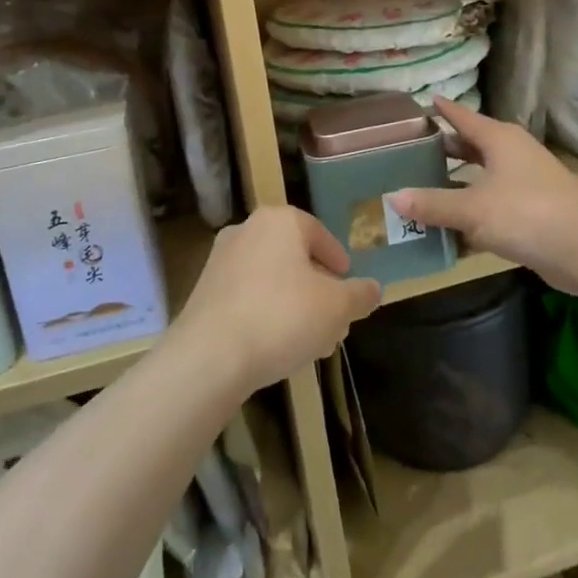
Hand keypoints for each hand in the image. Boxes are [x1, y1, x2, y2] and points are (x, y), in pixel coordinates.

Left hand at [176, 204, 381, 394]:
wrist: (209, 356)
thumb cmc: (282, 317)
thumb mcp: (337, 308)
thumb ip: (360, 295)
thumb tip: (374, 289)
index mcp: (280, 221)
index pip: (319, 233)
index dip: (338, 260)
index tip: (348, 284)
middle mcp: (247, 230)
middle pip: (294, 256)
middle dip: (318, 287)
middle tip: (334, 317)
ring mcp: (220, 260)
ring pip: (271, 278)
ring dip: (294, 303)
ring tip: (311, 339)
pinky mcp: (204, 291)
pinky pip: (247, 296)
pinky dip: (267, 312)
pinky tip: (278, 345)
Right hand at [387, 98, 577, 294]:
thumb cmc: (527, 213)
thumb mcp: (472, 208)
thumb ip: (433, 203)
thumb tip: (392, 197)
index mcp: (500, 140)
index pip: (464, 117)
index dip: (443, 110)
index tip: (424, 101)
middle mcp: (513, 156)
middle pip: (472, 147)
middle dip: (445, 150)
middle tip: (410, 152)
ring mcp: (525, 185)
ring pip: (482, 180)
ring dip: (456, 187)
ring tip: (422, 191)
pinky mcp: (532, 214)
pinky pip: (492, 209)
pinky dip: (471, 216)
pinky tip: (448, 233)